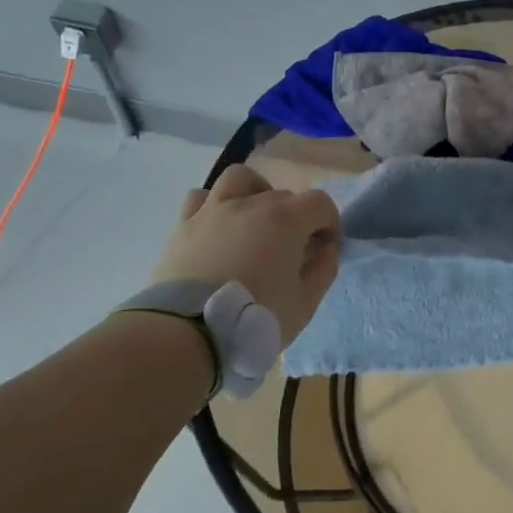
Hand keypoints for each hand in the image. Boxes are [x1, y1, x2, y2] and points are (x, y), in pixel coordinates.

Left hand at [152, 165, 340, 343]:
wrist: (188, 333)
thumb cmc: (255, 318)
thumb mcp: (305, 303)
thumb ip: (323, 269)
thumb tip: (326, 248)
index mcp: (286, 220)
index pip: (320, 202)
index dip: (329, 223)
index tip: (324, 248)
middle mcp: (251, 204)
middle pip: (284, 195)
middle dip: (295, 217)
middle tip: (291, 249)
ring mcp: (214, 210)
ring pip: (240, 179)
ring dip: (254, 193)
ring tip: (254, 222)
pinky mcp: (183, 225)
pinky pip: (201, 198)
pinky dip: (215, 206)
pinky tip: (218, 228)